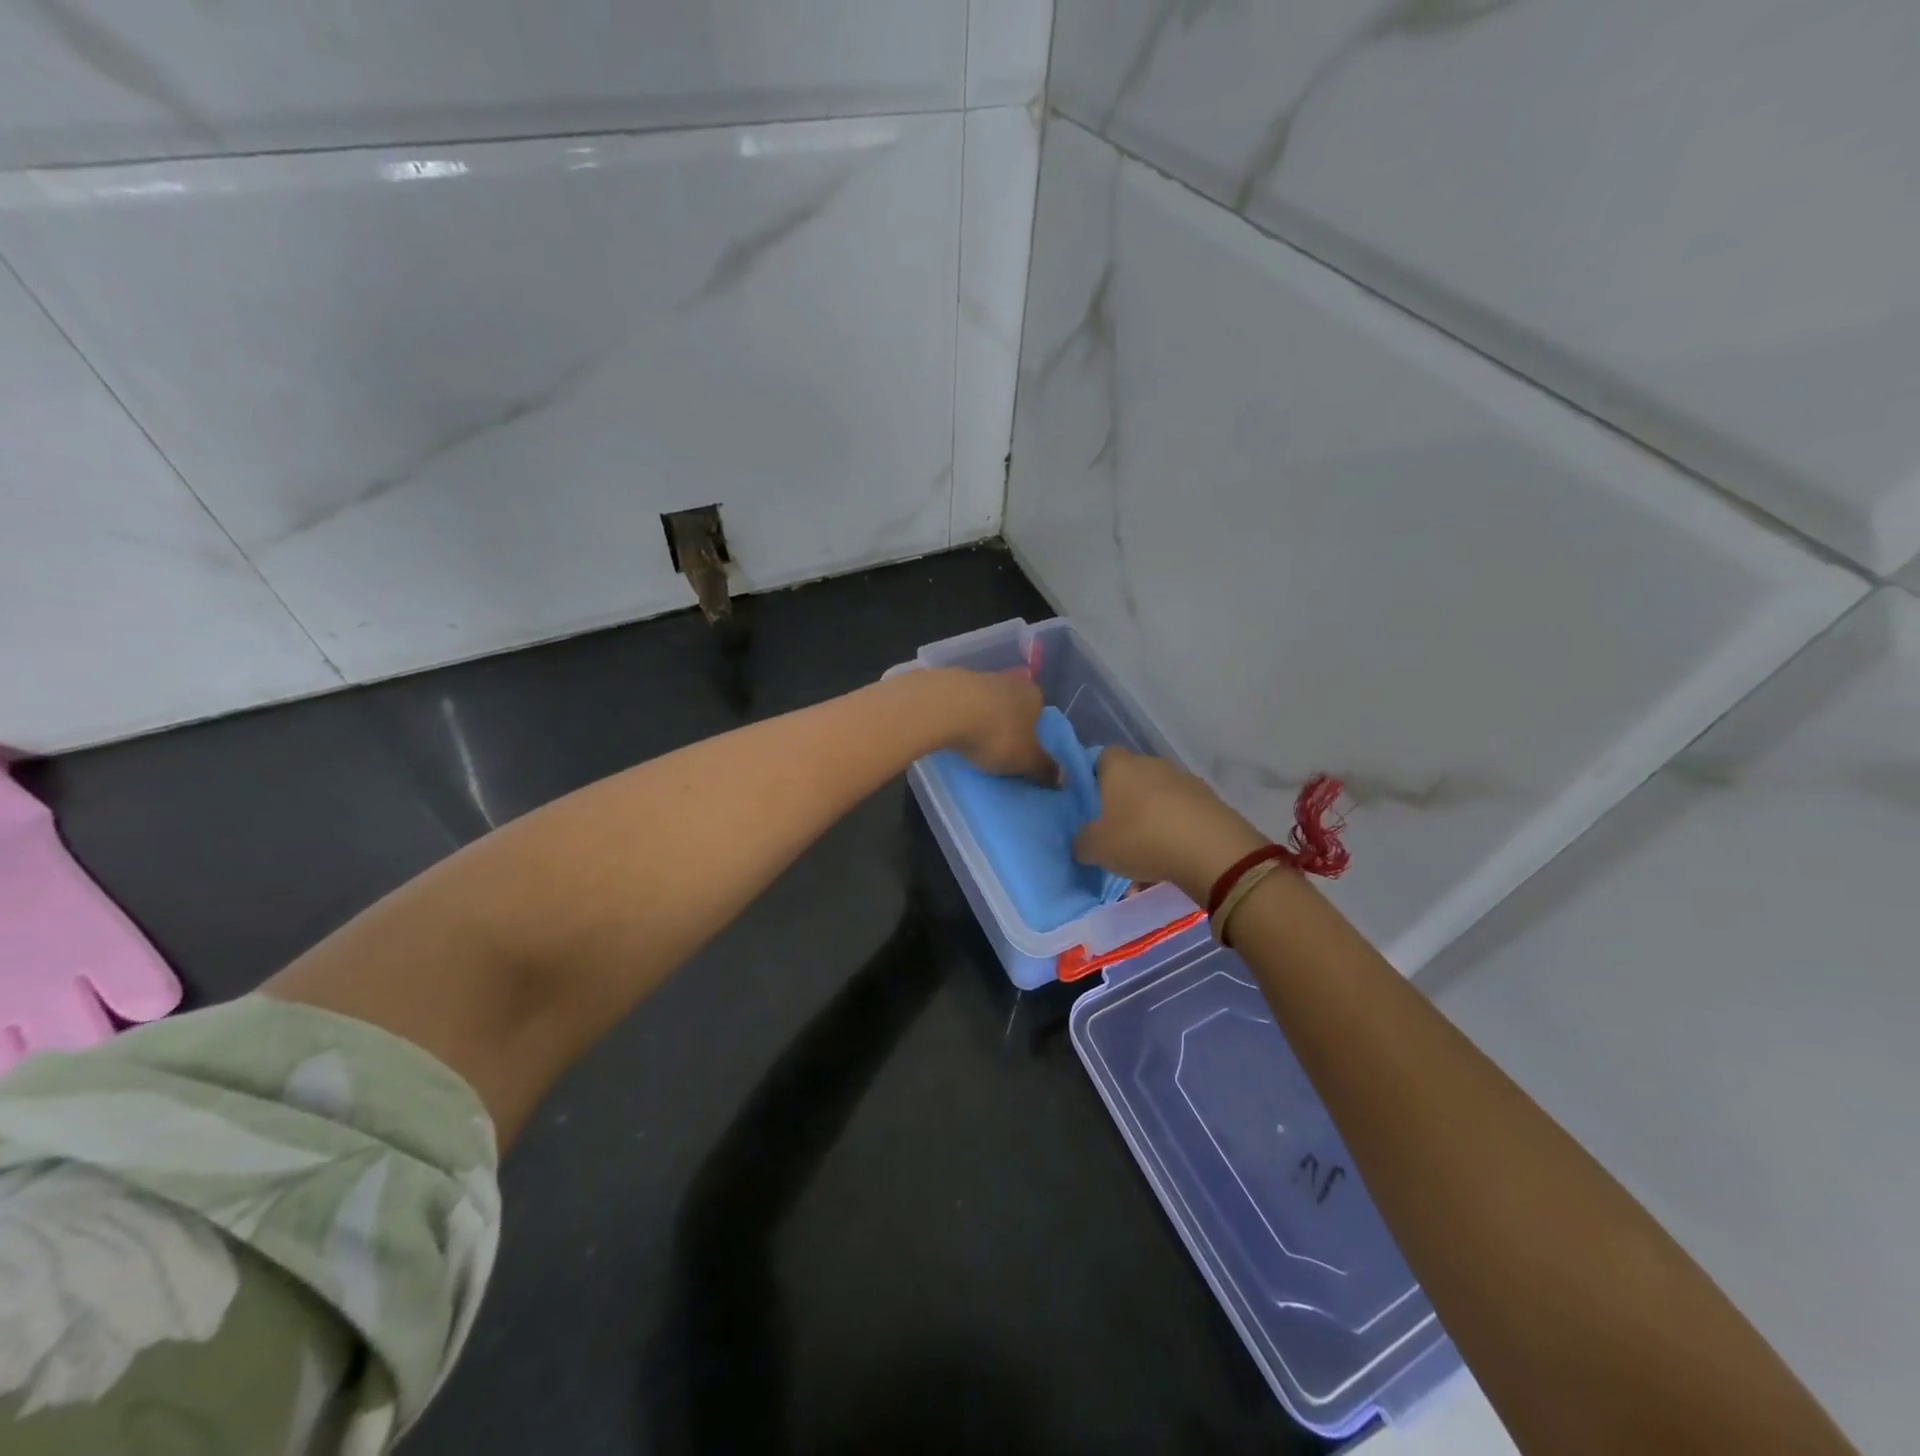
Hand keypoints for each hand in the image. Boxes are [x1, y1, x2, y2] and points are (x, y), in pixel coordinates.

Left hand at [936, 668, 1057, 782]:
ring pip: (985, 698)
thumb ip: (1044, 768)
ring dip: (981, 714)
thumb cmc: (996, 734)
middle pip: (1011, 701)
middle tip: (998, 744)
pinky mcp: (948, 682)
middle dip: (1006, 719)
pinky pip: (960, 701)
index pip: (1039, 709)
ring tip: (972, 738)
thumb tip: (1064, 779)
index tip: (1023, 745)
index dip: (1032, 727)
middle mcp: (1008, 680)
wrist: (946, 708)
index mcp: (1033, 695)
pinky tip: (952, 727)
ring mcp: (976, 678)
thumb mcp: (1025, 759)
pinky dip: (958, 713)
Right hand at [1074, 746, 1265, 900]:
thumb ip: (1081, 842)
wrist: (1210, 850)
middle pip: (1130, 780)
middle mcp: (1152, 765)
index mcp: (1120, 766)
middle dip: (1122, 804)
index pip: (1099, 758)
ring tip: (1142, 858)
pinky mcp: (1209, 802)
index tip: (1088, 805)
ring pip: (1157, 800)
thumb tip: (1081, 842)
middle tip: (1113, 835)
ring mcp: (1184, 781)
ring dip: (1149, 821)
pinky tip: (1168, 862)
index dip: (1091, 779)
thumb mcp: (1095, 847)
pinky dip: (1173, 834)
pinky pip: (1180, 816)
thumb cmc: (1140, 838)